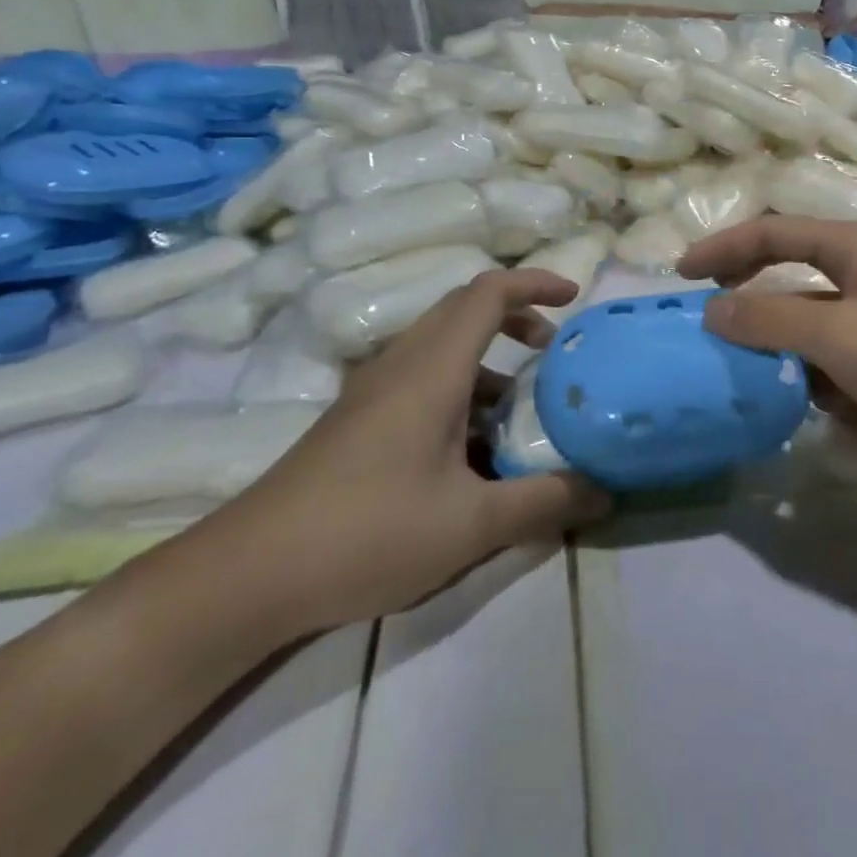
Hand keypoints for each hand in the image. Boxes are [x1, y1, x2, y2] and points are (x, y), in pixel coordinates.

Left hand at [190, 268, 610, 640]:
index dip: (534, 282)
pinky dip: (459, 389)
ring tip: (520, 407)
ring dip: (488, 360)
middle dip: (516, 318)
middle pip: (464, 310)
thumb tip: (606, 489)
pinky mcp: (358, 419)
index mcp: (432, 368)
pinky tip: (470, 452)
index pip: (488, 293)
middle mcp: (402, 363)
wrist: (250, 573)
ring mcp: (374, 390)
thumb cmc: (369, 532)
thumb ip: (544, 502)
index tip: (574, 297)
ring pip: (442, 347)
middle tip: (554, 350)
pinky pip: (421, 379)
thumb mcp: (472, 524)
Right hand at [679, 217, 856, 478]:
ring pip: (809, 322)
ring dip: (777, 344)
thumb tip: (711, 312)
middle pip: (788, 274)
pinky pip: (833, 358)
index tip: (683, 275)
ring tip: (744, 372)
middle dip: (748, 296)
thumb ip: (769, 320)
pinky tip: (803, 403)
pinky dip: (811, 374)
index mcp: (853, 247)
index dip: (724, 247)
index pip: (772, 232)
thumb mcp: (836, 335)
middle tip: (707, 322)